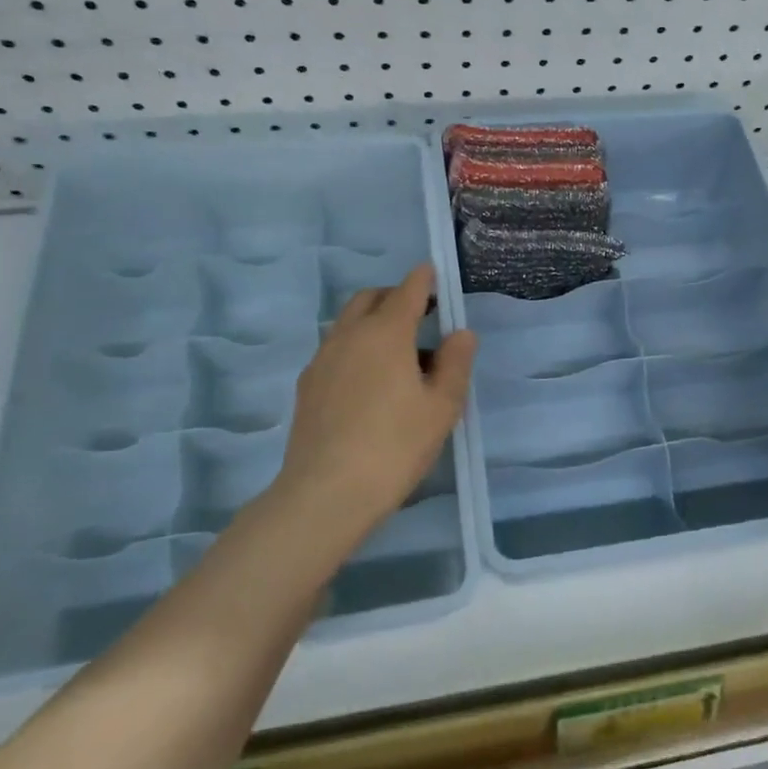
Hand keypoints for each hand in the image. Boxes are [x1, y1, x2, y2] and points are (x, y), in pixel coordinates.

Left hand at [268, 265, 477, 538]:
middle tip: (420, 314)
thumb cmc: (395, 446)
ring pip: (348, 322)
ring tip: (398, 353)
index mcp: (386, 333)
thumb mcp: (442, 407)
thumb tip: (460, 333)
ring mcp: (322, 359)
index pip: (407, 290)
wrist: (327, 493)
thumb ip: (455, 363)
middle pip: (370, 298)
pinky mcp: (307, 385)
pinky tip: (369, 381)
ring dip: (373, 321)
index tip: (435, 275)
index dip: (424, 279)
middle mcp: (349, 335)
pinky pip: (335, 348)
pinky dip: (356, 346)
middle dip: (395, 296)